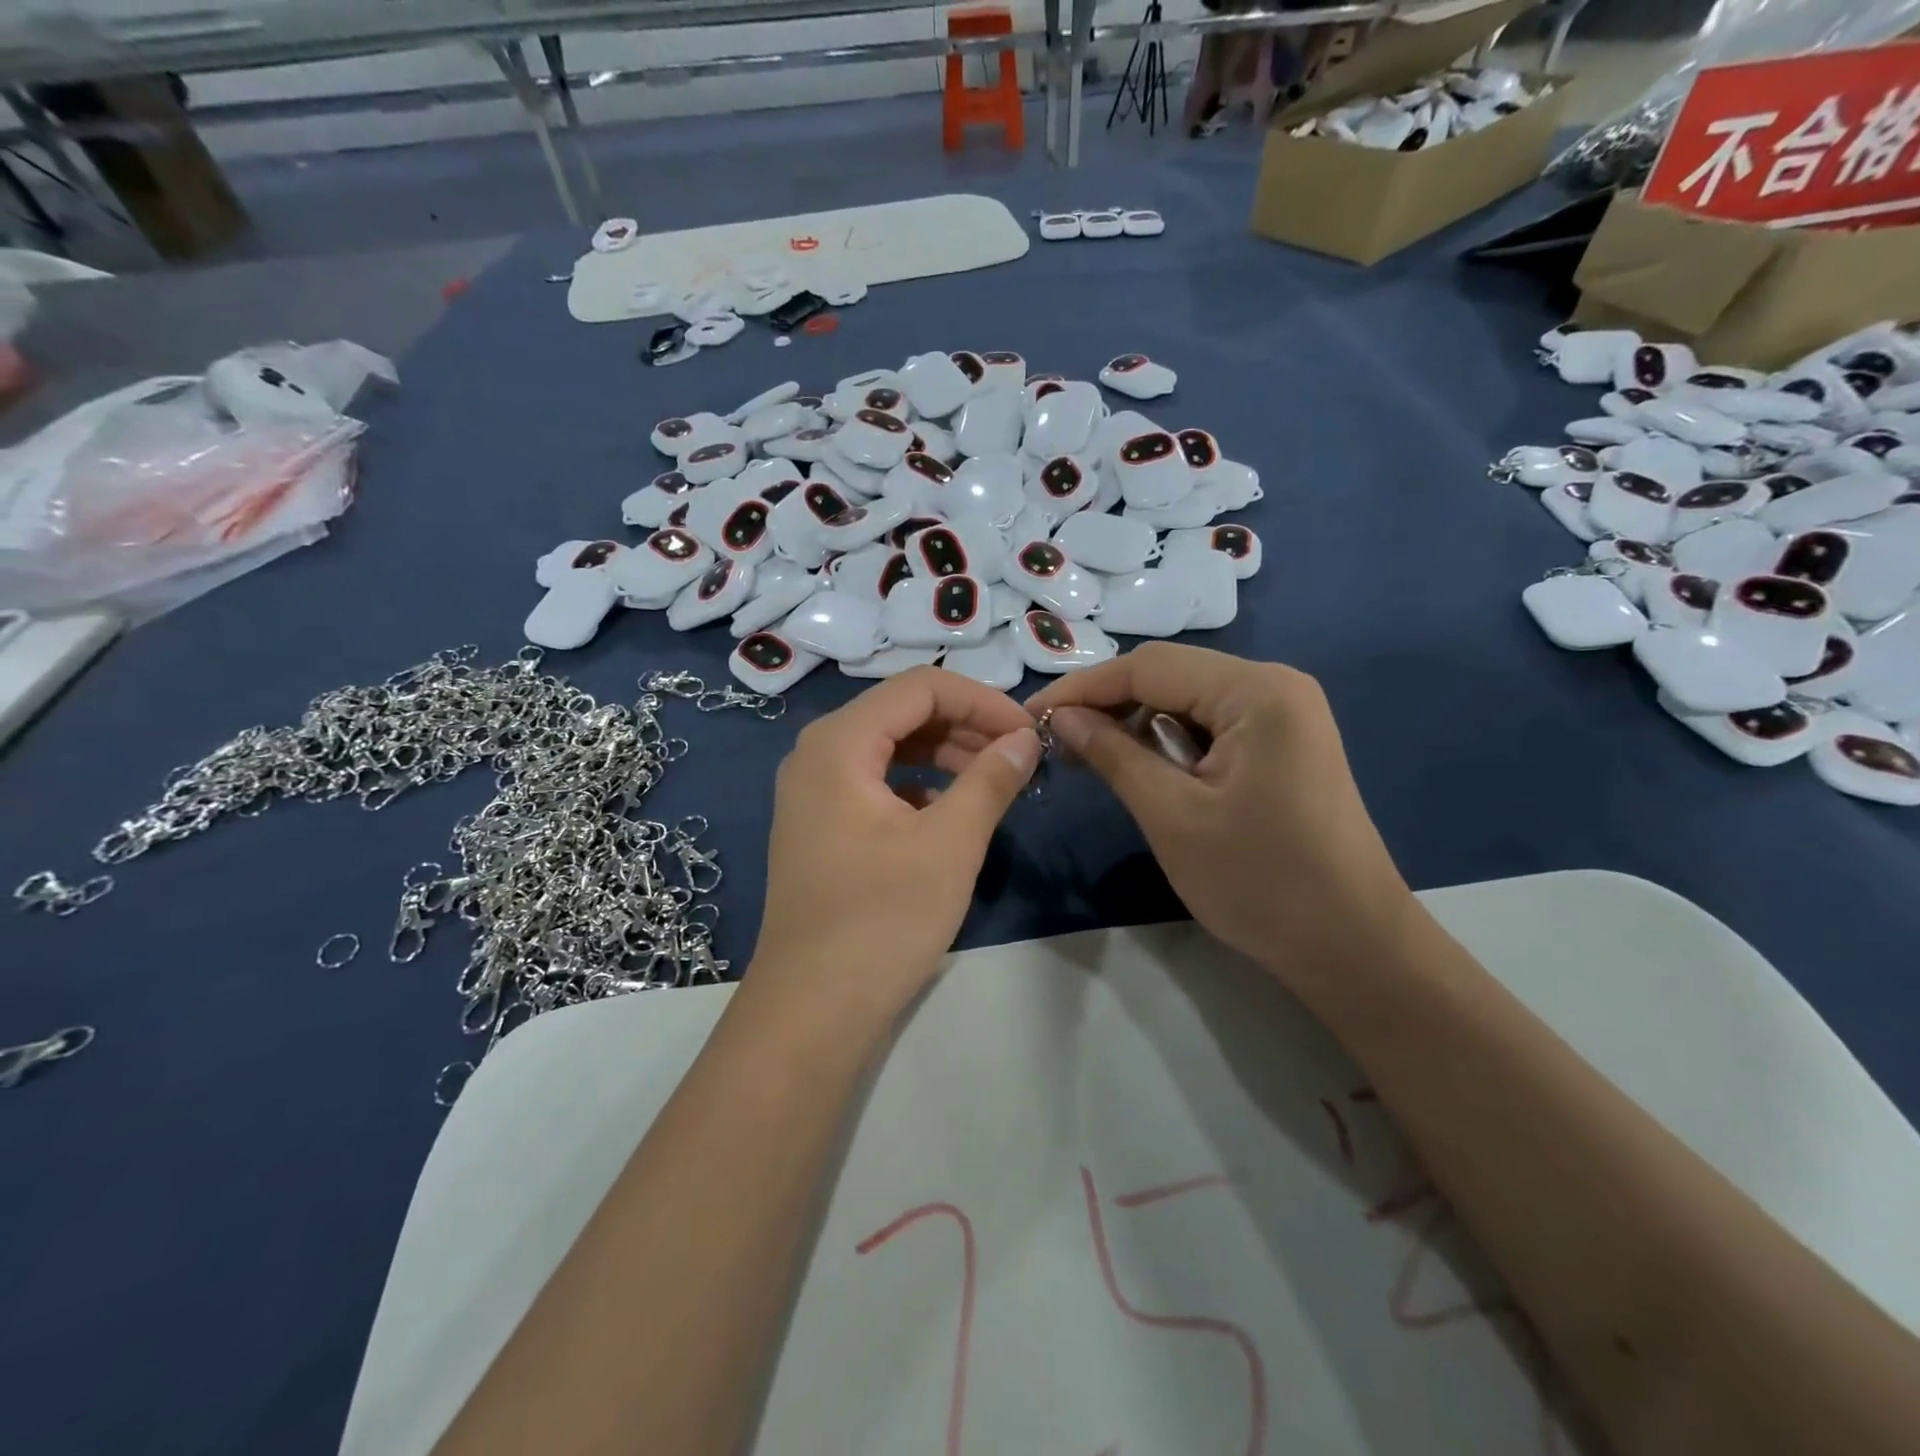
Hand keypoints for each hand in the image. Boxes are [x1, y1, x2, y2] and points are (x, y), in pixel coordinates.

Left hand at [750, 667, 1040, 1020]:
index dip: (981, 701)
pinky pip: (875, 783)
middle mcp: (816, 754)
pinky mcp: (820, 826)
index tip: (1027, 732)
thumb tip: (1024, 740)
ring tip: (994, 780)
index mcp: (838, 743)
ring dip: (945, 755)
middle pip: (901, 713)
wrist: (813, 1010)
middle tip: (1018, 757)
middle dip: (965, 726)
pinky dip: (919, 785)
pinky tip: (951, 811)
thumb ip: (990, 780)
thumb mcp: (950, 844)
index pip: (920, 688)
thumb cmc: (882, 920)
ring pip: (889, 748)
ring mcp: (813, 792)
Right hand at [1025, 644, 1413, 999]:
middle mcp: (1275, 685)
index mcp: (1256, 691)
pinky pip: (1210, 726)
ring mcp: (1284, 714)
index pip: (1148, 667)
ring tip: (1089, 758)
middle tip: (1055, 742)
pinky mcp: (1283, 744)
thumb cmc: (1260, 883)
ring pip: (1186, 701)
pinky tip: (1142, 770)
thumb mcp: (1171, 816)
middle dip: (1107, 705)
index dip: (1082, 689)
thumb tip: (1060, 718)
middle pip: (1169, 676)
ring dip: (1135, 725)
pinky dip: (1168, 743)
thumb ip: (1112, 755)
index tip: (1030, 717)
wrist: (1353, 947)